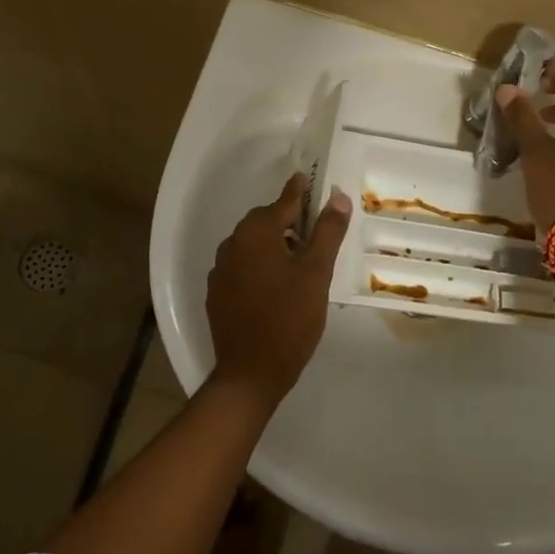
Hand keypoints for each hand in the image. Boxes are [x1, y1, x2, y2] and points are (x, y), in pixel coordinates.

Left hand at [205, 172, 351, 406]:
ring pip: (252, 245)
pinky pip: (242, 267)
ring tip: (299, 263)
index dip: (300, 192)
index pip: (284, 202)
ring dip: (274, 245)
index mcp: (256, 233)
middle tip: (315, 232)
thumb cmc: (290, 319)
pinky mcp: (216, 292)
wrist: (250, 373)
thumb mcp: (316, 274)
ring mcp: (220, 269)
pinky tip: (275, 286)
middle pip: (265, 222)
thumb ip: (328, 232)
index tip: (308, 180)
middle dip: (289, 222)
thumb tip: (338, 197)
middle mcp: (232, 243)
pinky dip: (259, 266)